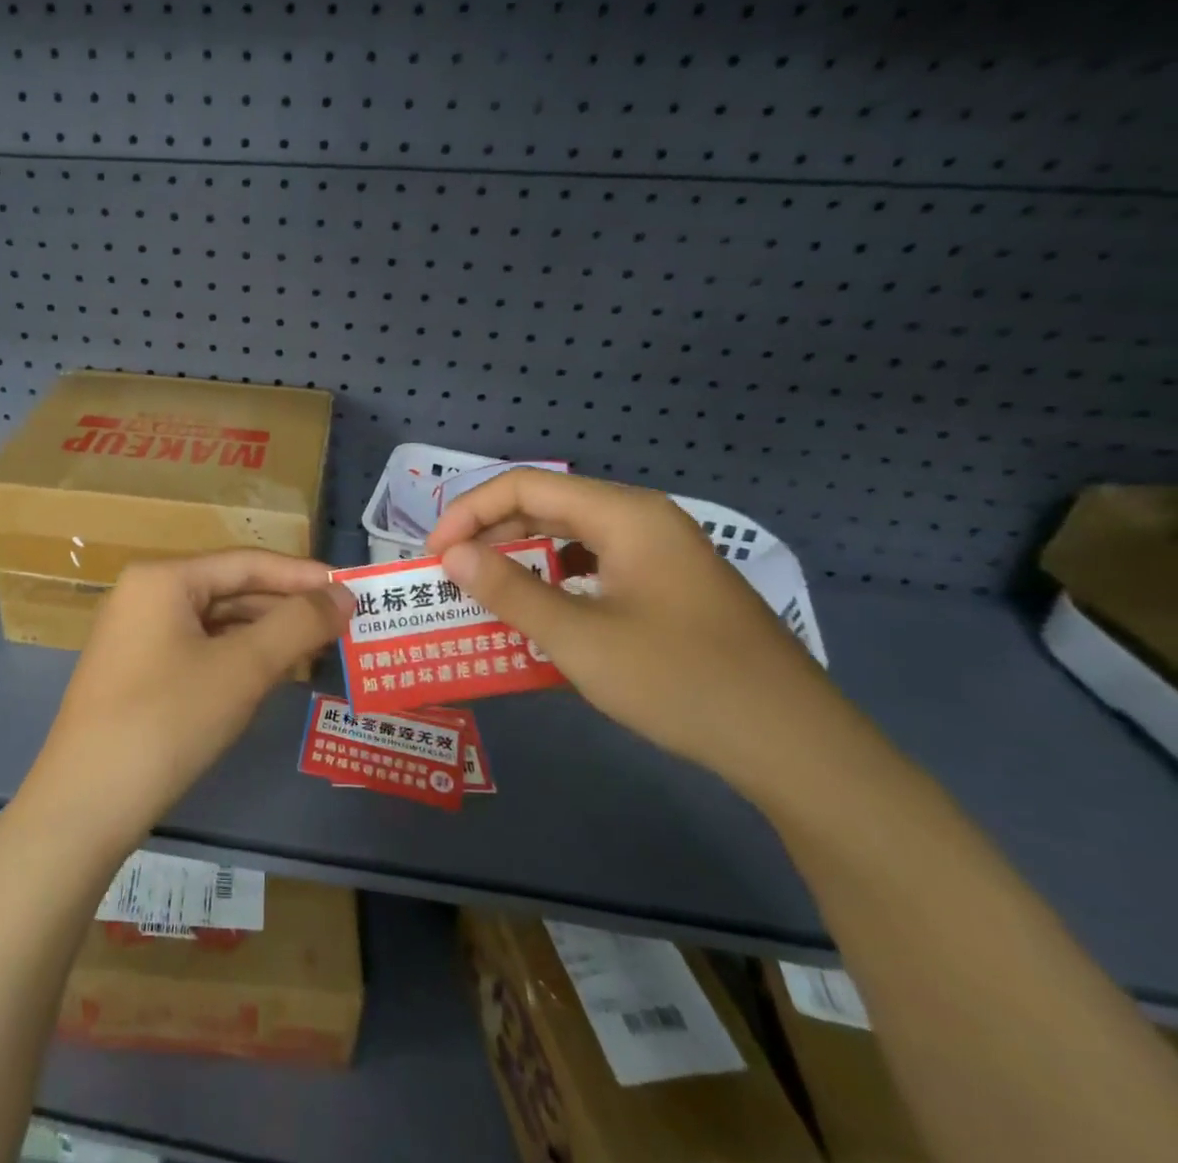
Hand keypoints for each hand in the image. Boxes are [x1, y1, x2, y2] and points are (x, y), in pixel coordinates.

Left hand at [16, 551, 353, 858]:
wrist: (85, 805)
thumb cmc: (168, 720)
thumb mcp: (242, 669)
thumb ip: (297, 625)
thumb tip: (343, 596)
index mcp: (163, 578)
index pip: (246, 563)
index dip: (302, 575)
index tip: (351, 590)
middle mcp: (145, 595)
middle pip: (229, 589)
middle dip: (284, 608)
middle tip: (339, 626)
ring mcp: (135, 635)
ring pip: (214, 622)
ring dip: (264, 635)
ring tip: (314, 650)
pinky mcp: (135, 672)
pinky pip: (197, 649)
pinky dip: (235, 658)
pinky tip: (268, 676)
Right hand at [426, 469, 843, 791]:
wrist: (797, 746)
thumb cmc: (681, 681)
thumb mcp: (579, 638)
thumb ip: (508, 590)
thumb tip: (451, 555)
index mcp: (624, 515)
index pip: (525, 485)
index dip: (469, 512)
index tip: (435, 554)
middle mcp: (644, 519)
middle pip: (548, 505)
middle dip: (491, 534)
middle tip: (453, 575)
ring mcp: (663, 552)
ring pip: (572, 536)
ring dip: (522, 557)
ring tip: (487, 591)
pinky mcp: (672, 586)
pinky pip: (597, 565)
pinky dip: (557, 580)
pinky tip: (544, 613)